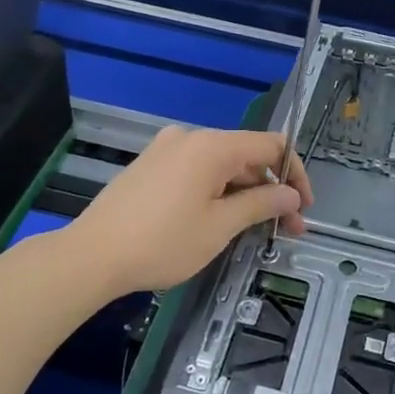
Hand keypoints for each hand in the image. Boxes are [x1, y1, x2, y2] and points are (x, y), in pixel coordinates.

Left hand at [64, 127, 311, 296]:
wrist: (91, 255)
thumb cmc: (162, 242)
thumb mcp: (220, 227)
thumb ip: (261, 204)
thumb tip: (291, 194)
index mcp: (212, 146)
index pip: (272, 145)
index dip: (296, 173)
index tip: (303, 208)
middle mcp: (190, 138)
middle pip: (246, 155)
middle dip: (271, 190)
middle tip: (284, 229)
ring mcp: (166, 150)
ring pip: (221, 165)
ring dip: (245, 193)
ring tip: (254, 230)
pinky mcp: (150, 166)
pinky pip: (196, 171)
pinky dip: (217, 191)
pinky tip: (219, 220)